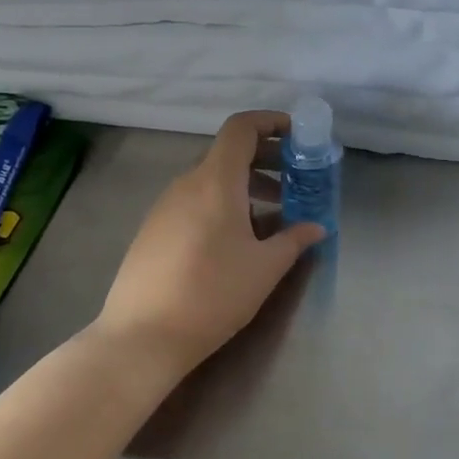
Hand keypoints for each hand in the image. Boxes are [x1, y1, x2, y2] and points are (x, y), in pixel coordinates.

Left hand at [95, 110, 326, 377]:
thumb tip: (316, 227)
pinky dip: (221, 206)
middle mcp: (186, 184)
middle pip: (227, 154)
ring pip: (210, 181)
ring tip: (272, 217)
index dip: (271, 122)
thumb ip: (294, 240)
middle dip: (265, 160)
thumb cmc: (213, 293)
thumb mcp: (265, 268)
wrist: (142, 336)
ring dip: (245, 187)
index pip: (241, 128)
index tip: (297, 136)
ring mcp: (163, 207)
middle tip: (294, 181)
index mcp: (215, 181)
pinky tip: (236, 242)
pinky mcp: (152, 231)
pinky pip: (194, 203)